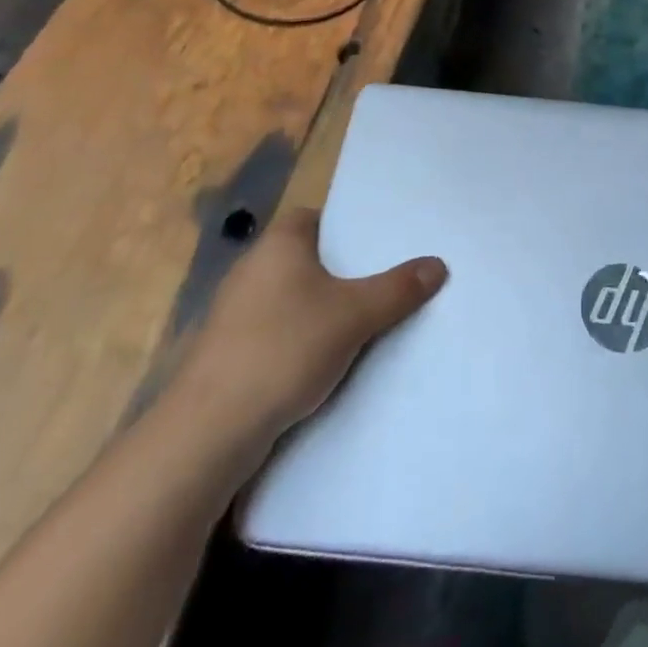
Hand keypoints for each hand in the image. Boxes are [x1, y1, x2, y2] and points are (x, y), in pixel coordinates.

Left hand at [167, 205, 446, 482]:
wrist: (209, 429)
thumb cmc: (284, 348)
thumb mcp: (354, 315)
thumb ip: (397, 289)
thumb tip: (438, 264)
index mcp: (278, 243)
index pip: (314, 216)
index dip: (345, 226)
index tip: (377, 244)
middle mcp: (251, 268)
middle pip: (305, 257)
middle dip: (339, 270)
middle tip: (381, 281)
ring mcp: (233, 312)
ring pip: (290, 297)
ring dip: (318, 308)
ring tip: (362, 321)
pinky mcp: (226, 352)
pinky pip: (274, 330)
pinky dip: (298, 338)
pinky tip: (323, 360)